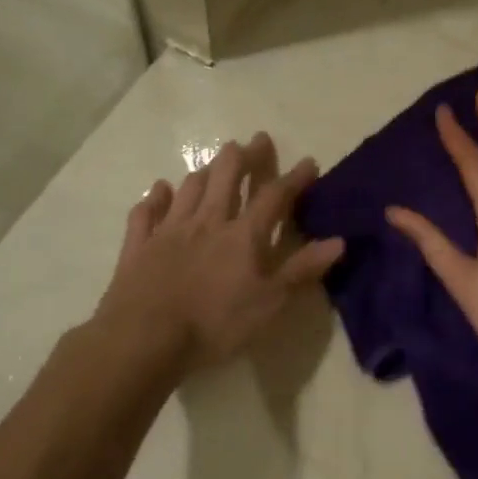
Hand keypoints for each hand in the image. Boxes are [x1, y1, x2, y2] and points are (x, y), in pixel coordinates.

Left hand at [97, 133, 342, 370]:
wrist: (144, 338)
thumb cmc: (214, 323)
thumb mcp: (269, 302)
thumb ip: (302, 270)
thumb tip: (339, 241)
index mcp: (243, 235)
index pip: (274, 196)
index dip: (294, 178)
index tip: (308, 162)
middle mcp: (207, 221)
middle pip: (227, 176)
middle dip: (245, 156)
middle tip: (256, 141)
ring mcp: (169, 229)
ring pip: (189, 187)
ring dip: (205, 171)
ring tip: (216, 164)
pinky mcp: (138, 245)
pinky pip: (146, 211)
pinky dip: (155, 197)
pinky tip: (160, 190)